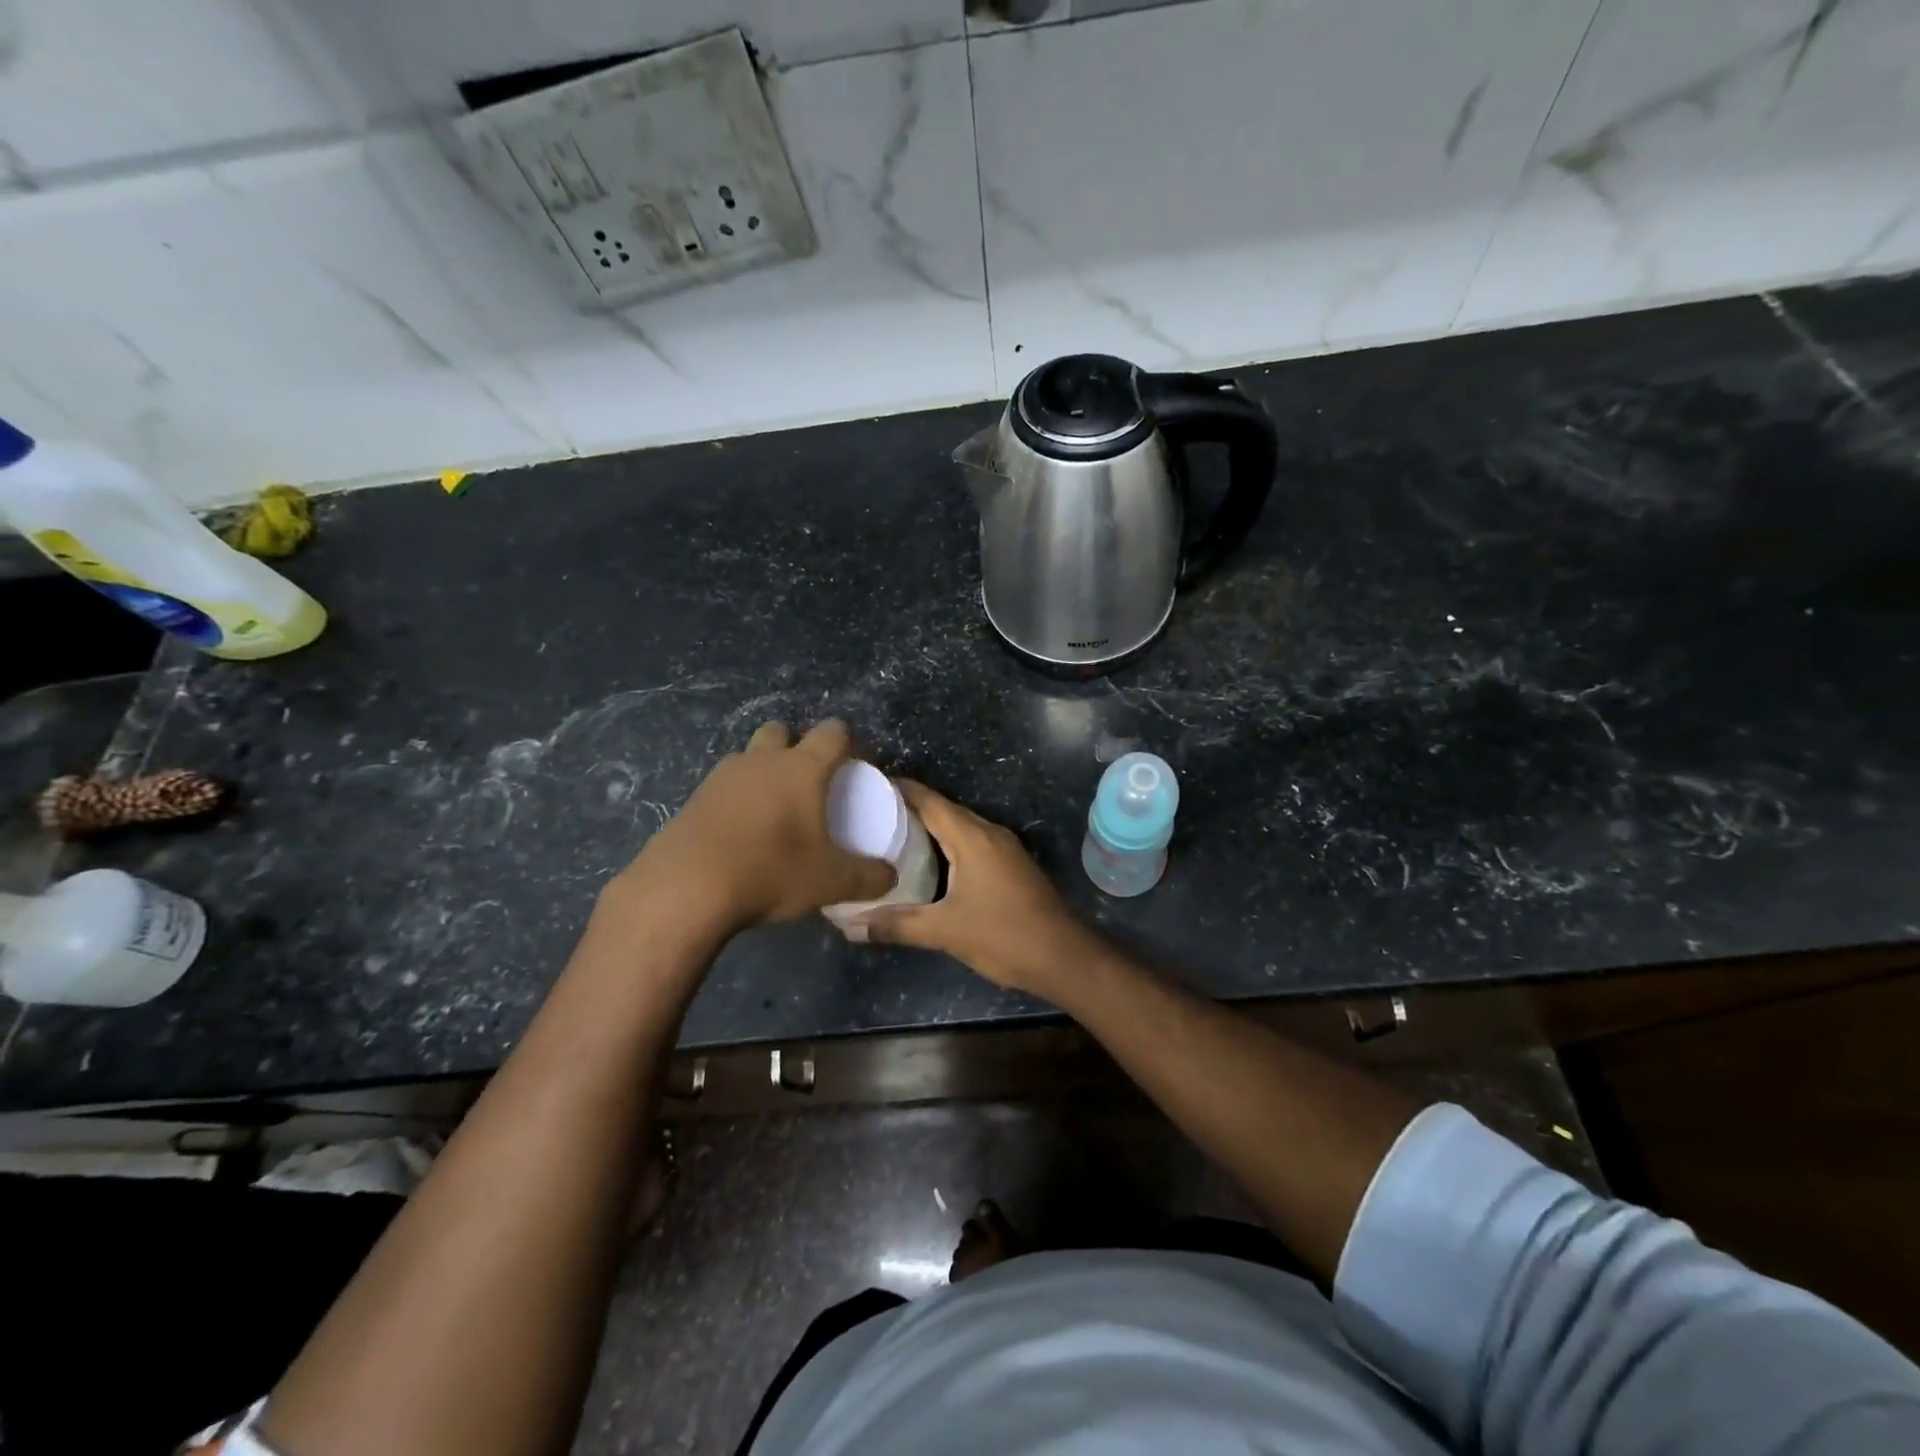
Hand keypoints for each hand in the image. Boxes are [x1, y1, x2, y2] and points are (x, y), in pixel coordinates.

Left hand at [614, 720, 894, 933]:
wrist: (686, 888)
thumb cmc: (771, 871)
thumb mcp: (830, 881)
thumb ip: (868, 877)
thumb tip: (890, 876)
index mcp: (802, 768)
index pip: (833, 732)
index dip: (850, 743)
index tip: (858, 767)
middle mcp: (762, 761)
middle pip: (783, 730)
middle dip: (798, 745)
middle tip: (810, 782)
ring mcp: (722, 777)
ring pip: (749, 756)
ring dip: (764, 770)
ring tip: (775, 809)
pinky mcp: (694, 799)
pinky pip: (723, 786)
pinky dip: (737, 799)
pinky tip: (742, 833)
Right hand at [855, 781, 1091, 994]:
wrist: (1064, 957)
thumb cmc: (1004, 936)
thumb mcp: (945, 932)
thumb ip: (897, 926)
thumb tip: (850, 926)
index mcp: (972, 837)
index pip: (929, 800)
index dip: (898, 789)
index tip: (867, 786)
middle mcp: (989, 833)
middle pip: (943, 810)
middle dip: (908, 808)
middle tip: (870, 814)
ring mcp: (1004, 849)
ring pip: (959, 827)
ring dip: (929, 827)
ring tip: (891, 835)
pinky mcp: (1011, 866)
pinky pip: (972, 843)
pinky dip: (947, 844)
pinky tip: (928, 863)